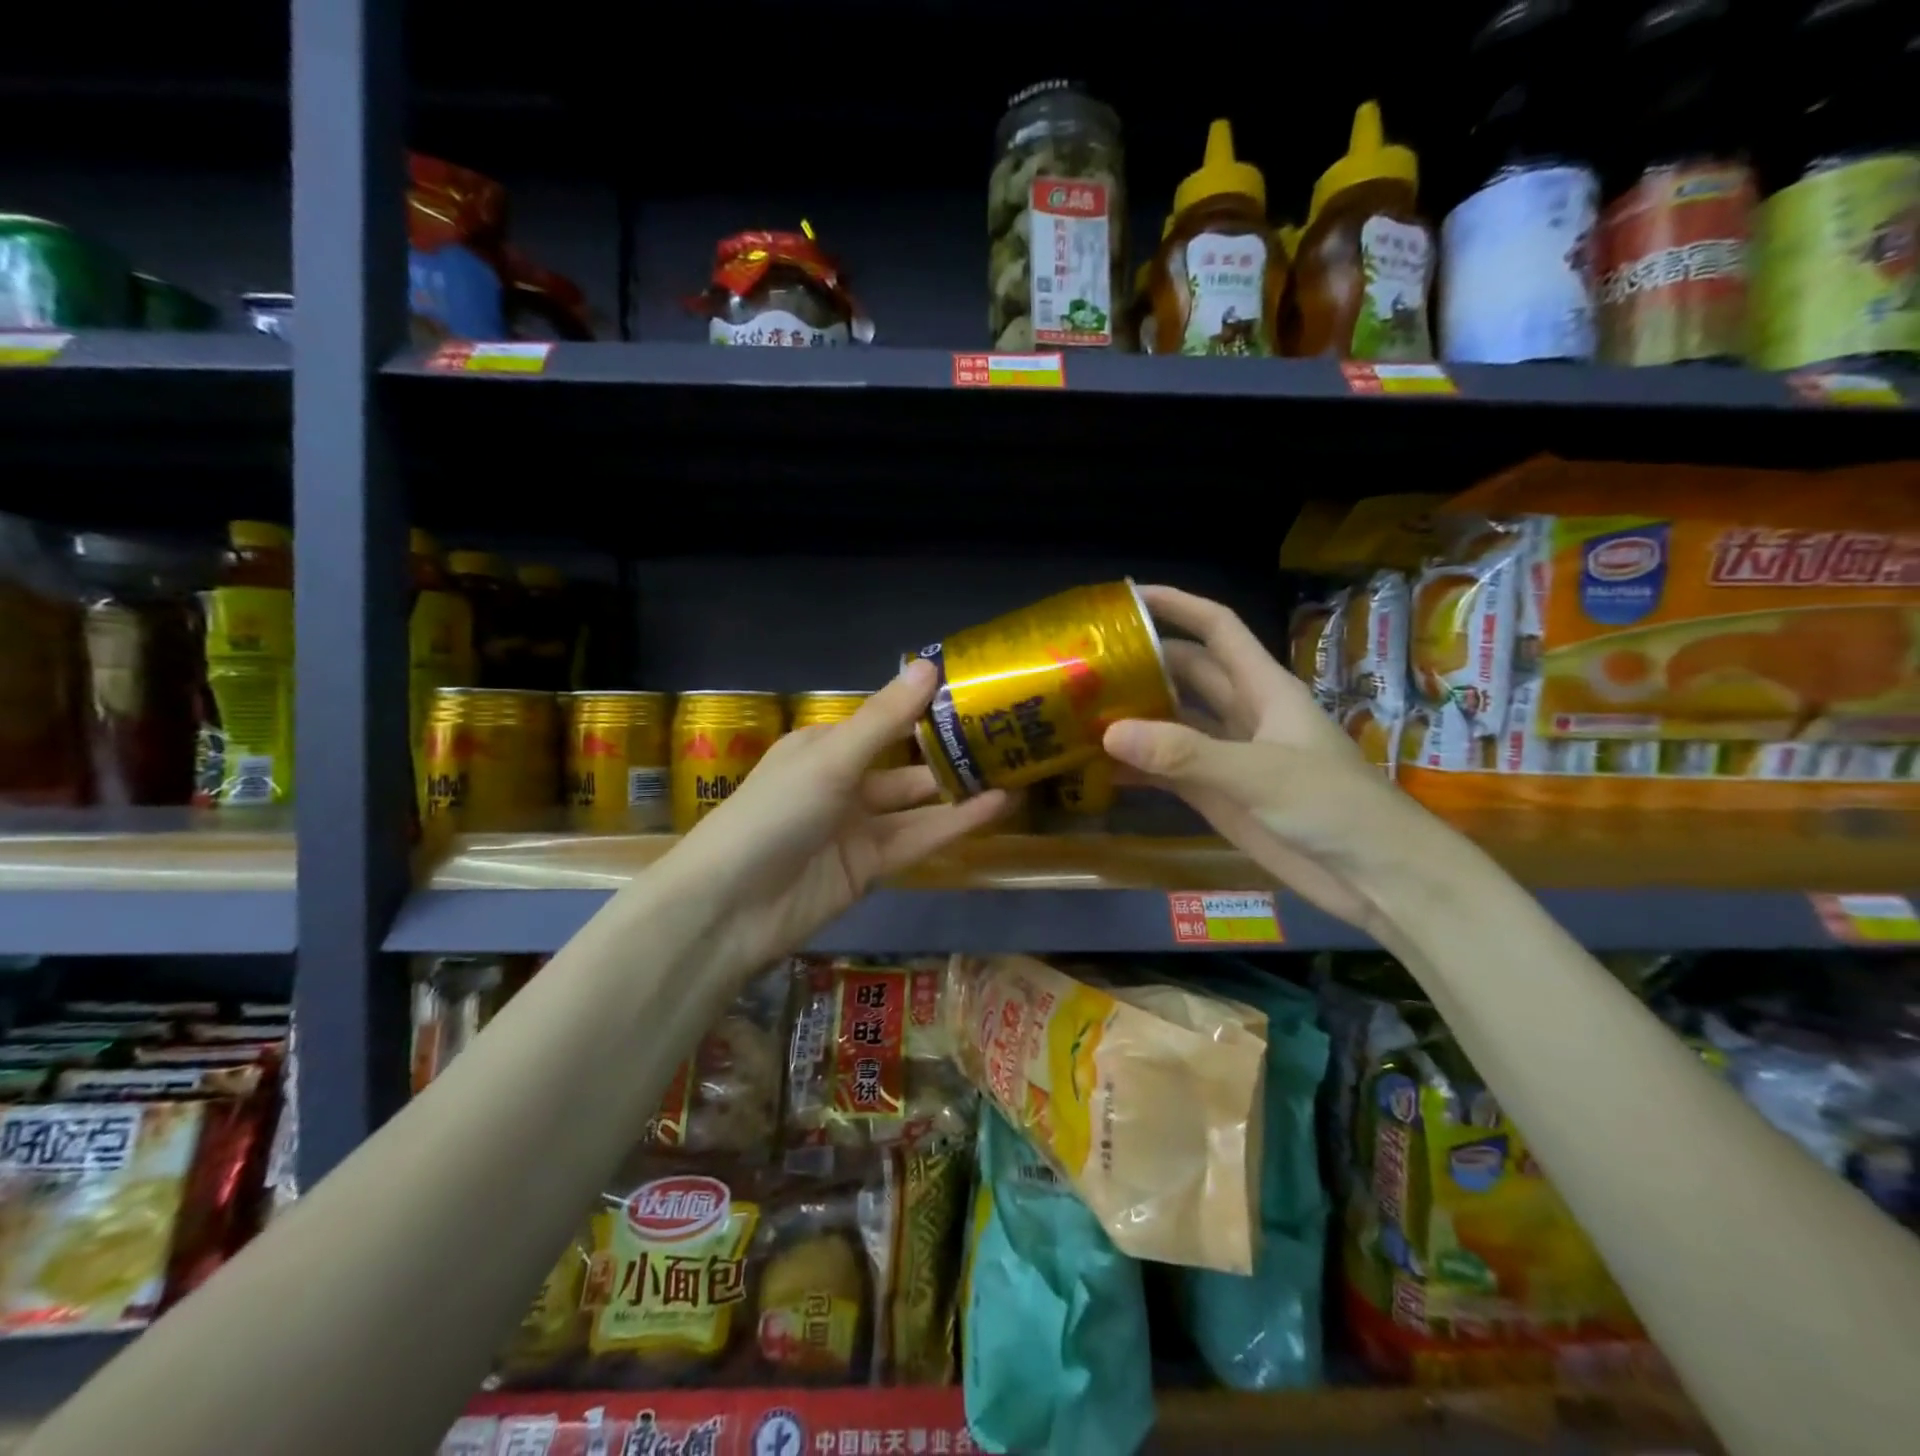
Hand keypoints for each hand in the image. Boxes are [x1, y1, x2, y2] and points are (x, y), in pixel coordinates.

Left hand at [666, 658, 1010, 974]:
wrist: (731, 907)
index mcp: (824, 746)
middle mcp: (842, 782)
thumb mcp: (831, 759)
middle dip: (950, 752)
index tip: (976, 693)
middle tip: (1009, 735)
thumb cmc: (774, 813)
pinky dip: (954, 824)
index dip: (927, 708)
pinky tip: (995, 807)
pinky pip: (918, 839)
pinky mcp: (871, 867)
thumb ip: (885, 719)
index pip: (884, 720)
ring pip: (918, 804)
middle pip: (905, 762)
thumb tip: (930, 666)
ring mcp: (857, 827)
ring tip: (1016, 771)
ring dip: (961, 790)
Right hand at [1103, 585, 1433, 933]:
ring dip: (1135, 717)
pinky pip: (1168, 772)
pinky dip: (1137, 769)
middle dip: (1143, 663)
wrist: (1374, 876)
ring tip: (1080, 712)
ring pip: (1173, 722)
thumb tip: (1110, 731)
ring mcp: (1228, 757)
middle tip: (1086, 665)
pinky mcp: (1218, 796)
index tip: (1128, 598)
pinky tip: (1098, 770)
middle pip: (1186, 674)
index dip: (1177, 606)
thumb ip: (1186, 753)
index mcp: (1263, 688)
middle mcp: (1242, 714)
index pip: (1217, 629)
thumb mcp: (1259, 773)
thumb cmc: (1333, 806)